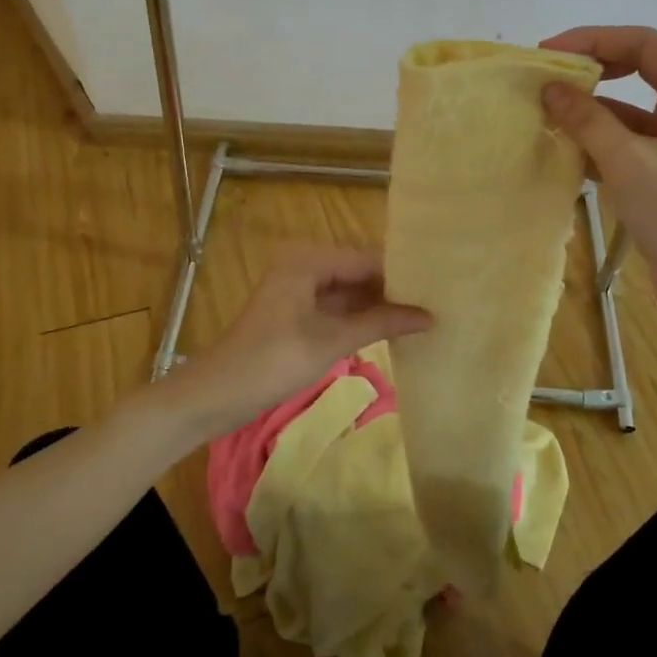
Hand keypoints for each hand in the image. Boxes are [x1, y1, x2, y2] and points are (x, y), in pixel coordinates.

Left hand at [186, 247, 431, 436]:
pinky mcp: (298, 314)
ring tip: (426, 314)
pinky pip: (338, 308)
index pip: (368, 259)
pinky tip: (394, 329)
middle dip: (395, 289)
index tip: (441, 285)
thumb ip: (382, 323)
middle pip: (360, 272)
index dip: (403, 273)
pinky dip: (362, 319)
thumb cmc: (272, 362)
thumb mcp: (331, 342)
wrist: (215, 396)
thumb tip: (430, 317)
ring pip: (351, 292)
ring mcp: (300, 290)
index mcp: (309, 260)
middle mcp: (305, 265)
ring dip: (381, 305)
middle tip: (439, 300)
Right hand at [540, 25, 656, 321]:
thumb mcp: (630, 164)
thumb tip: (549, 88)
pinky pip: (634, 139)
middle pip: (639, 70)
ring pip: (633, 108)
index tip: (544, 52)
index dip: (591, 41)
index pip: (644, 44)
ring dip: (592, 113)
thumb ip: (587, 120)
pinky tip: (565, 149)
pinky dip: (602, 142)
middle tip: (543, 82)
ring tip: (544, 115)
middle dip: (590, 76)